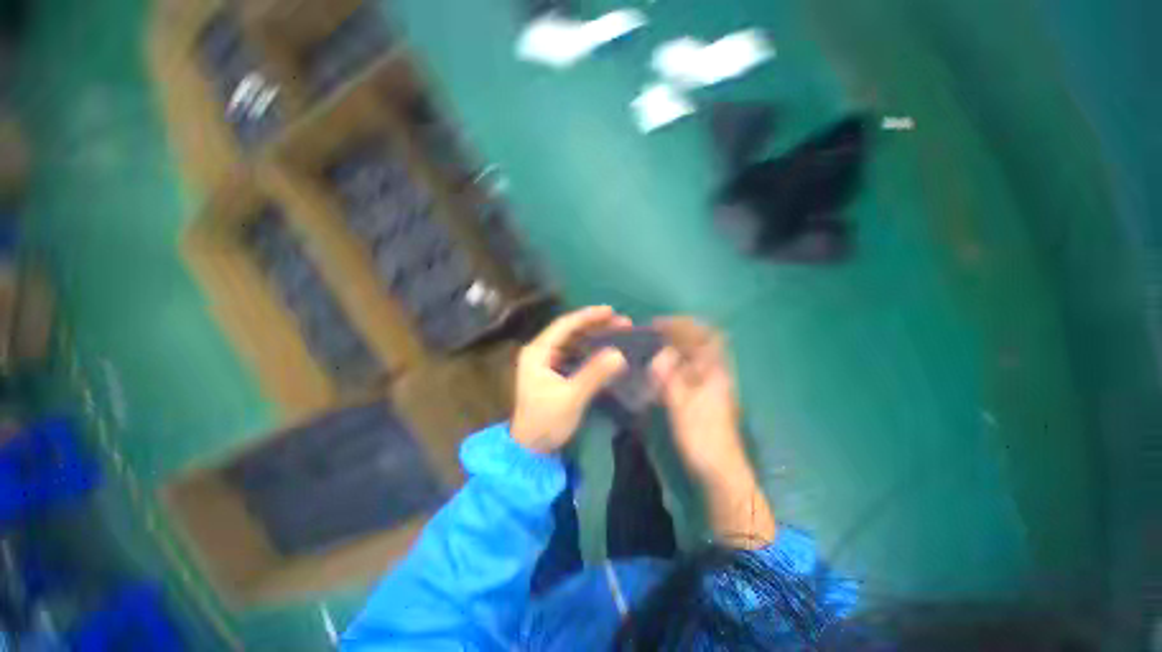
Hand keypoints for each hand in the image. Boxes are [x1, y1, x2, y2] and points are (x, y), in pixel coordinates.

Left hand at [510, 306, 629, 452]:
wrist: (531, 448)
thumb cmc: (546, 421)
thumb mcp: (571, 397)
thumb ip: (594, 374)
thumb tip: (619, 354)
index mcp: (537, 352)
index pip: (564, 325)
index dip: (587, 316)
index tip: (611, 311)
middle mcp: (540, 352)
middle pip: (570, 331)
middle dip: (595, 325)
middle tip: (622, 323)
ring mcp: (547, 362)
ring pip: (574, 342)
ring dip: (595, 336)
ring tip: (619, 332)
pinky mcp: (555, 372)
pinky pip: (575, 355)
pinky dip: (591, 350)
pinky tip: (607, 350)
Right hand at [650, 317, 746, 481]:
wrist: (721, 471)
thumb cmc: (702, 437)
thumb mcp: (681, 405)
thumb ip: (670, 377)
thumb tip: (661, 352)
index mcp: (715, 371)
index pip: (705, 334)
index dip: (683, 324)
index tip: (658, 324)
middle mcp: (716, 373)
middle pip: (701, 342)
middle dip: (677, 333)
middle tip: (653, 334)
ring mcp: (712, 384)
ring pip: (695, 355)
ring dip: (676, 346)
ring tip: (654, 347)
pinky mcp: (705, 396)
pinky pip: (689, 369)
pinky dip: (675, 362)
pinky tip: (661, 369)